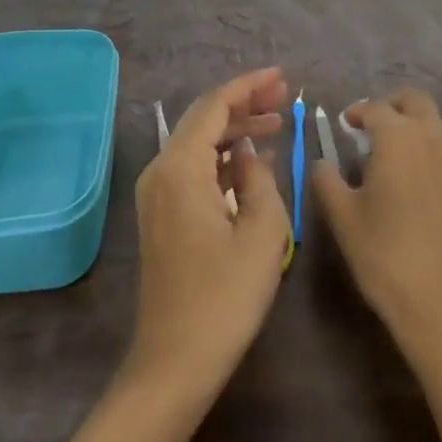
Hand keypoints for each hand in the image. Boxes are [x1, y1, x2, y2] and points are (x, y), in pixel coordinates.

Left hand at [129, 67, 292, 392]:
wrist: (174, 363)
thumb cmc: (224, 297)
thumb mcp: (262, 232)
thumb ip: (260, 179)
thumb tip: (249, 156)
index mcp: (181, 168)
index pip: (215, 106)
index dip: (249, 85)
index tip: (282, 78)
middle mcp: (161, 171)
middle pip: (203, 119)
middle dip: (244, 102)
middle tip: (284, 97)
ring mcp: (157, 194)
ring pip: (198, 142)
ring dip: (234, 129)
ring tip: (276, 123)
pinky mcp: (162, 215)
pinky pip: (193, 167)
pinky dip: (222, 156)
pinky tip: (251, 162)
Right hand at [311, 90, 441, 356]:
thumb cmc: (386, 255)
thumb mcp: (343, 218)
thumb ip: (327, 181)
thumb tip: (322, 162)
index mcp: (398, 136)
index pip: (374, 108)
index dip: (357, 113)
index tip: (345, 125)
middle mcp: (433, 136)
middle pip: (414, 101)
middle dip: (393, 107)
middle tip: (374, 129)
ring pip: (437, 127)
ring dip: (416, 130)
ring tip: (398, 160)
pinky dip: (435, 157)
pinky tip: (424, 189)